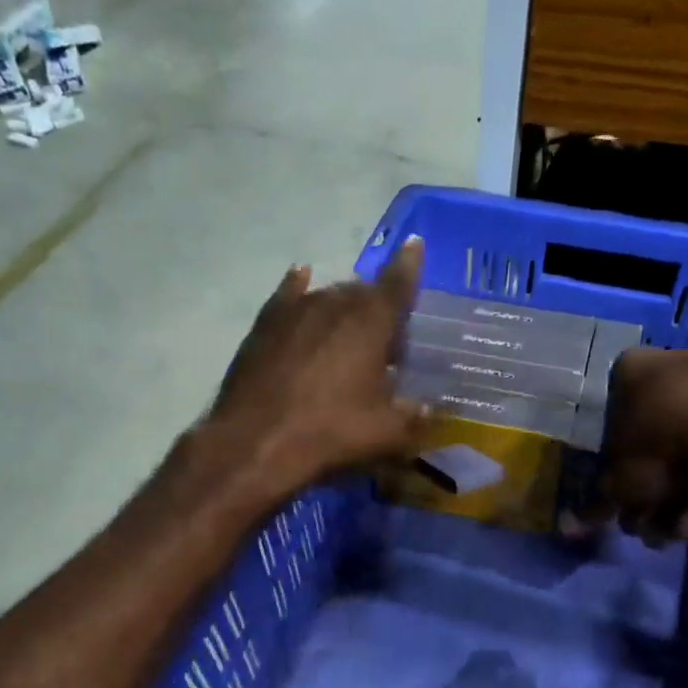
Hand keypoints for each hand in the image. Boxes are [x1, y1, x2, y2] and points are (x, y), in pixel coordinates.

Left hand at [207, 237, 428, 500]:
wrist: (256, 443)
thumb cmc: (330, 433)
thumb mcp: (385, 434)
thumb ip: (415, 417)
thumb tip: (431, 410)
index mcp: (370, 322)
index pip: (398, 284)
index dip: (409, 266)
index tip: (415, 244)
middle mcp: (333, 303)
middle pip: (363, 292)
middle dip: (378, 306)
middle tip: (387, 339)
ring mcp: (294, 310)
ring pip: (328, 295)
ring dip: (343, 307)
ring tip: (349, 331)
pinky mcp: (264, 325)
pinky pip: (287, 295)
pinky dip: (298, 286)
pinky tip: (301, 277)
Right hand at [582, 348, 687, 541]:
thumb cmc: (661, 448)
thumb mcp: (619, 483)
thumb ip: (597, 502)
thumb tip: (571, 524)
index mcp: (629, 369)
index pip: (609, 416)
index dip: (612, 462)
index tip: (618, 492)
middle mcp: (672, 364)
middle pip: (651, 437)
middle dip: (648, 487)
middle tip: (645, 520)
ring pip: (687, 447)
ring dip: (678, 494)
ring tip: (675, 530)